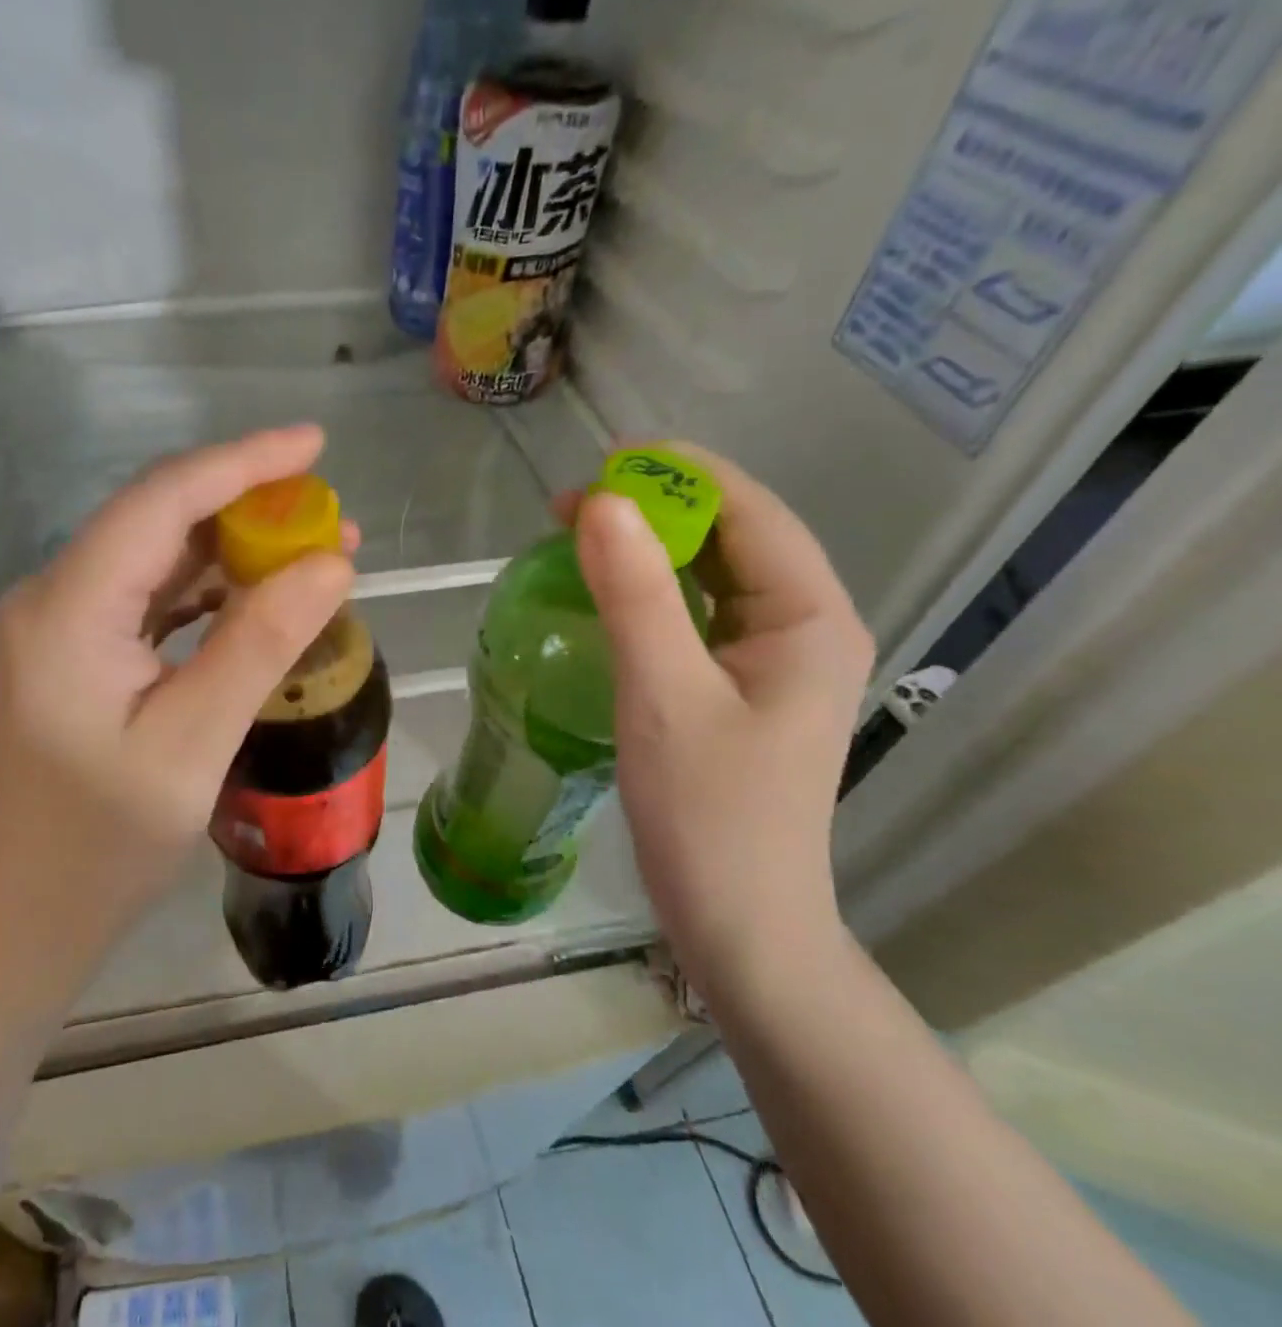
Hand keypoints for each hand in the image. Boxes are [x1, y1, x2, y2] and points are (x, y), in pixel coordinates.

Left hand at [0, 426, 355, 978]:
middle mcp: (56, 596)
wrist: (35, 912)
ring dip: (238, 546)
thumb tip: (331, 564)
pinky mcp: (85, 646)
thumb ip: (259, 646)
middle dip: (248, 504)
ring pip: (163, 554)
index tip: (313, 444)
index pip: (160, 502)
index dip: (241, 463)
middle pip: (160, 519)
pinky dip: (215, 586)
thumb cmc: (106, 842)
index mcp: (67, 609)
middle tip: (329, 512)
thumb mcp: (193, 744)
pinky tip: (266, 594)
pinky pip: (158, 594)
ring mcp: (67, 620)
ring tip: (317, 551)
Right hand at [568, 444, 873, 996]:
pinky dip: (652, 588)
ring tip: (580, 533)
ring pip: (713, 572)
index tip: (601, 463)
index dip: (678, 475)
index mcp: (810, 617)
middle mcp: (805, 624)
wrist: (738, 922)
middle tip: (573, 505)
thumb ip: (635, 595)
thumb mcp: (664, 695)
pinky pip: (699, 611)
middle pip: (733, 535)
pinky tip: (608, 589)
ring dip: (650, 546)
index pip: (749, 512)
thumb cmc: (709, 814)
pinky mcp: (742, 684)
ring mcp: (775, 657)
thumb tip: (600, 503)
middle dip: (658, 508)